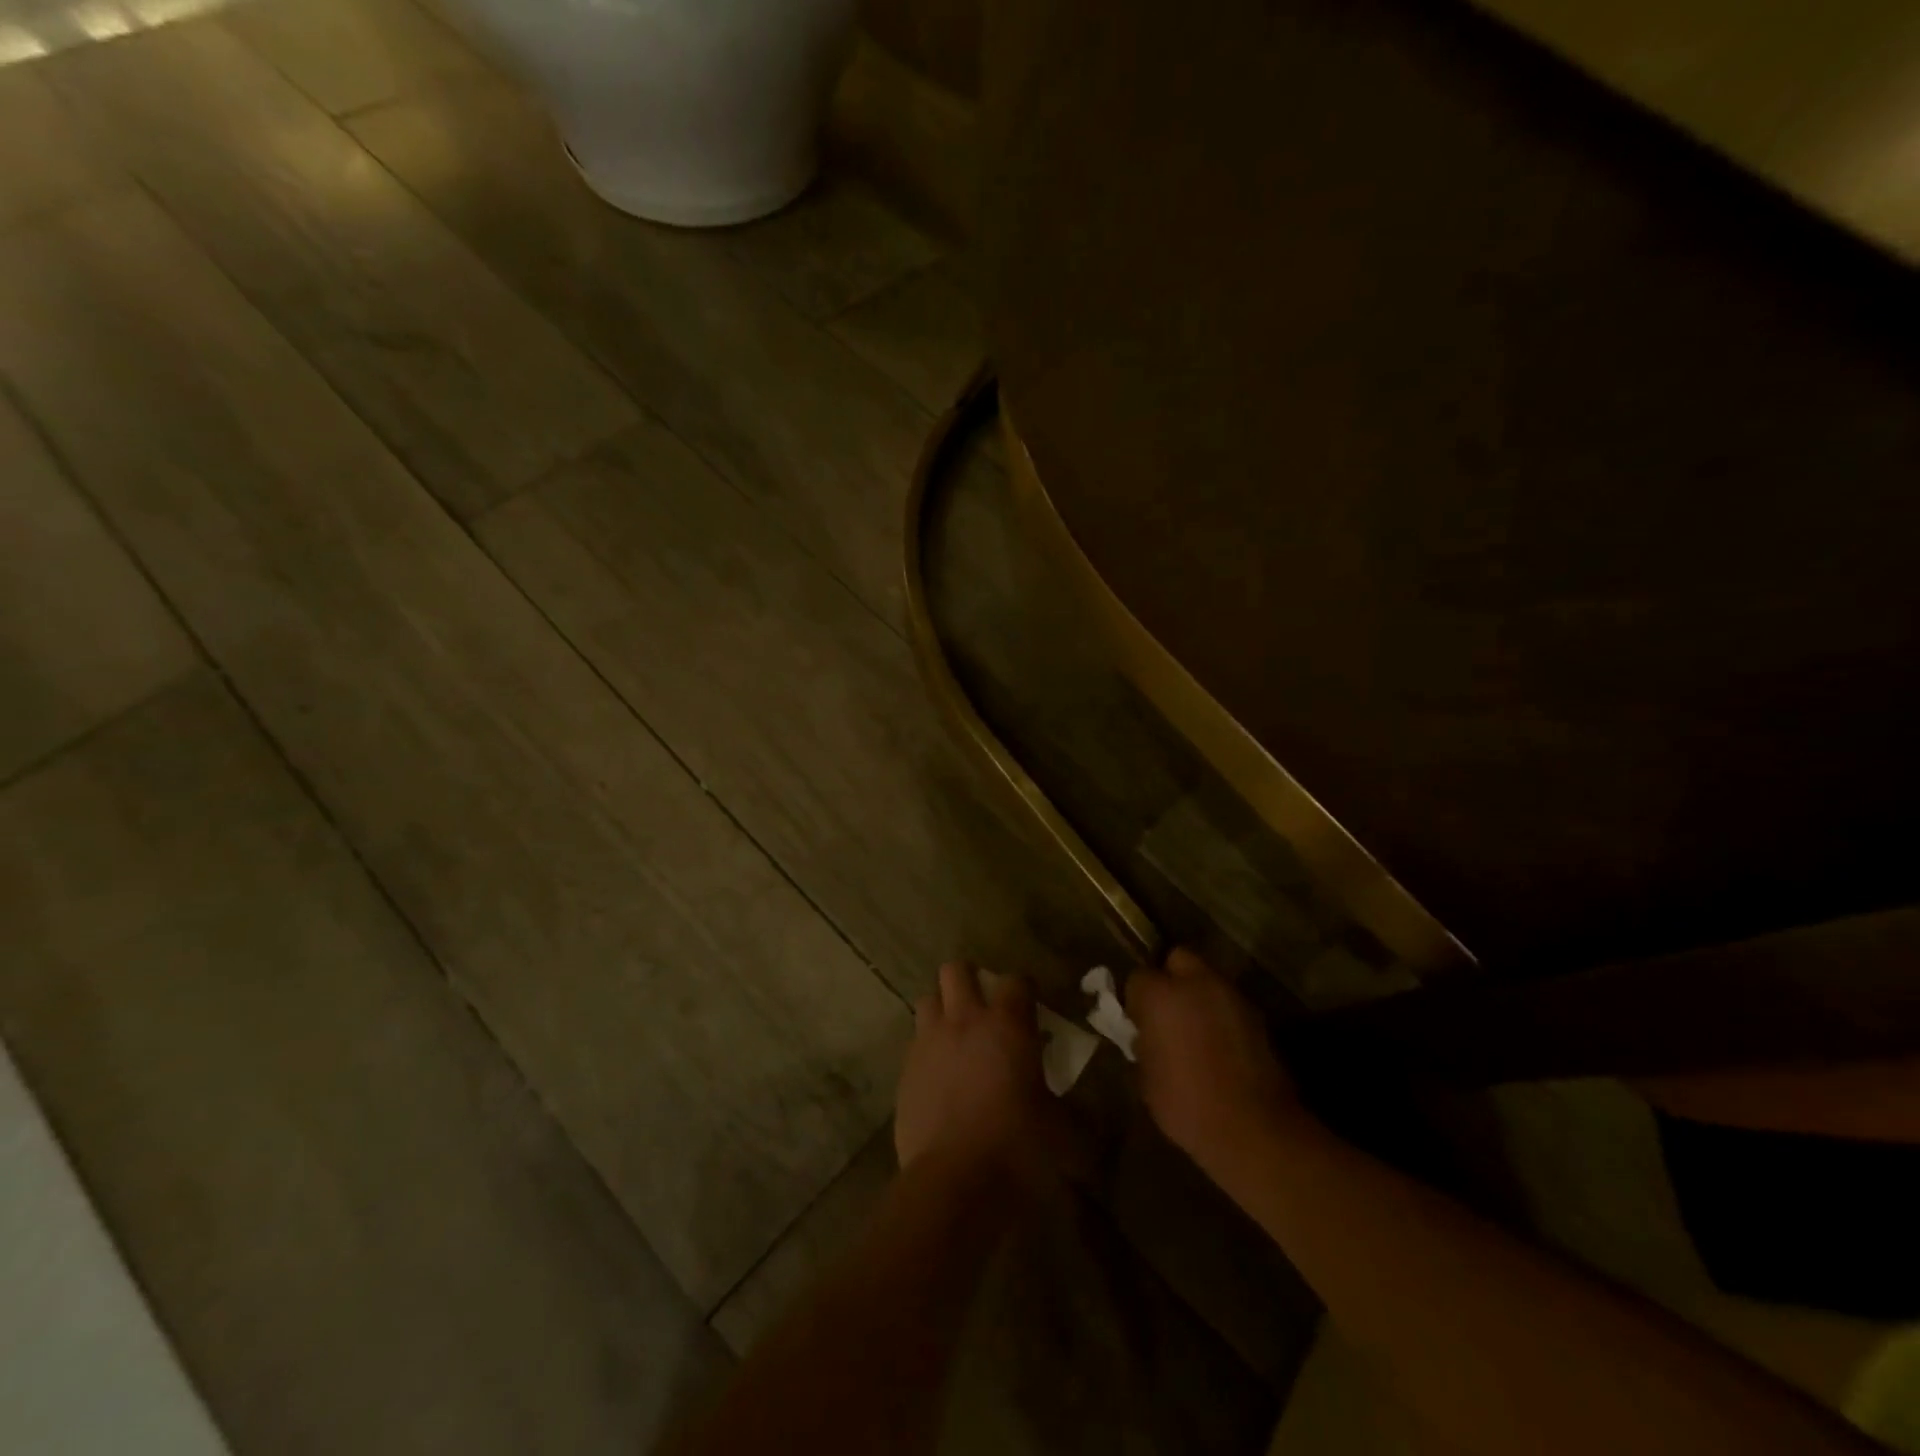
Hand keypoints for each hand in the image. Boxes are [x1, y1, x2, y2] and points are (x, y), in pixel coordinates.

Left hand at [895, 962, 1054, 1177]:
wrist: (954, 1183)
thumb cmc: (1018, 1149)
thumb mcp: (1063, 1132)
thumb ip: (1074, 1111)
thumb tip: (1087, 1112)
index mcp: (1007, 1024)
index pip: (1016, 980)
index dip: (1024, 988)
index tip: (1031, 1005)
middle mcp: (964, 1020)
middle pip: (956, 970)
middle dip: (970, 979)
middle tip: (984, 1006)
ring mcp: (928, 1042)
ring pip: (928, 999)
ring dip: (942, 1009)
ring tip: (956, 1034)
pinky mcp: (905, 1071)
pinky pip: (915, 1042)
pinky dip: (928, 1048)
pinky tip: (940, 1075)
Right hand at [1127, 948, 1306, 1177]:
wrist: (1254, 1130)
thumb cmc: (1186, 1105)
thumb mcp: (1146, 1077)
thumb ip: (1143, 1042)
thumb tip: (1145, 1034)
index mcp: (1160, 995)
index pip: (1137, 978)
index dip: (1135, 1000)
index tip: (1137, 1022)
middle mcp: (1196, 983)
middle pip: (1177, 959)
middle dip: (1169, 979)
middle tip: (1166, 1012)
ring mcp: (1230, 996)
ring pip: (1206, 979)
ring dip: (1197, 995)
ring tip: (1194, 1029)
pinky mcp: (1256, 1015)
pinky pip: (1228, 1003)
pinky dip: (1220, 1014)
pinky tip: (1219, 1044)